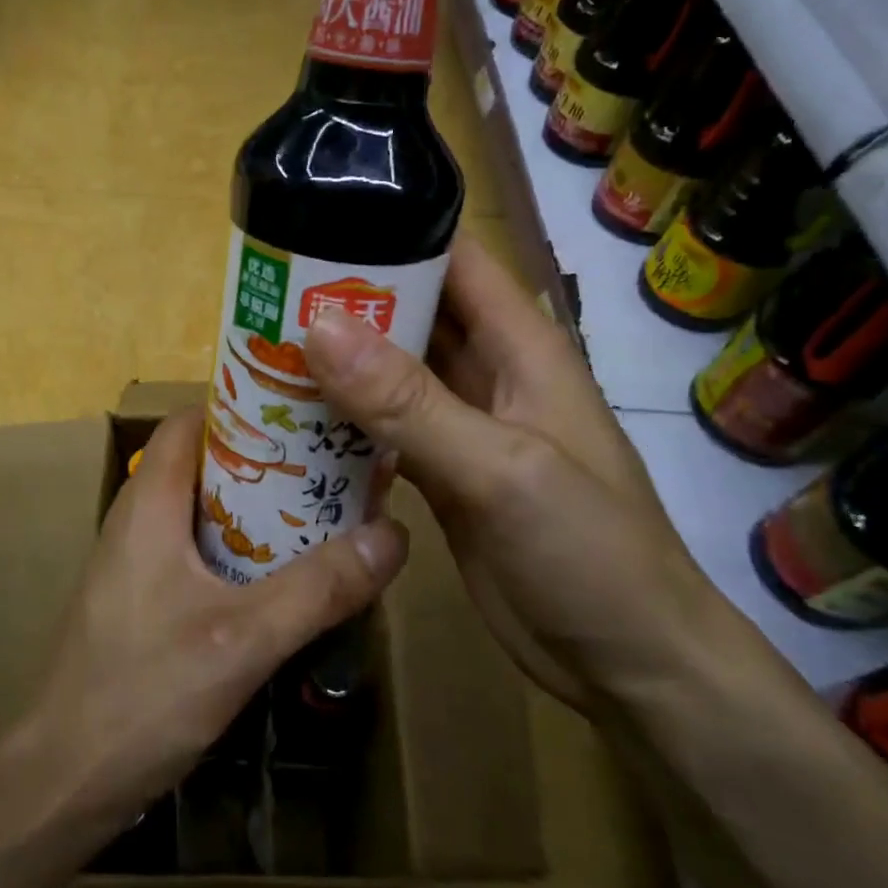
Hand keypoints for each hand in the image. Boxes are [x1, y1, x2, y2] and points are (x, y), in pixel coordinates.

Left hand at [27, 407, 408, 819]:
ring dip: (261, 509)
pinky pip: (199, 552)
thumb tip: (394, 535)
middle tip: (335, 464)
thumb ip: (319, 588)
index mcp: (150, 502)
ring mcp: (138, 562)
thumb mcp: (242, 639)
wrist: (60, 783)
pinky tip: (287, 577)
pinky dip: (243, 549)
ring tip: (325, 512)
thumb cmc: (141, 695)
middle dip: (270, 459)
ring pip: (206, 510)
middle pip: (207, 461)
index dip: (248, 406)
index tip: (310, 410)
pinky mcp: (143, 600)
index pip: (194, 419)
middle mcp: (139, 518)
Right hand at [303, 235, 725, 711]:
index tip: (314, 222)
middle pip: (411, 313)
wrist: (627, 665)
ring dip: (337, 361)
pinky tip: (289, 419)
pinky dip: (343, 419)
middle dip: (347, 300)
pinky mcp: (441, 474)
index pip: (454, 260)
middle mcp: (488, 374)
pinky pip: (383, 429)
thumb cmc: (588, 552)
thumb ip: (409, 401)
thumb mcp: (499, 467)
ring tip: (260, 346)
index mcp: (520, 345)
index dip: (393, 233)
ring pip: (391, 373)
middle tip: (265, 293)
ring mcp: (462, 426)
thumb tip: (318, 326)